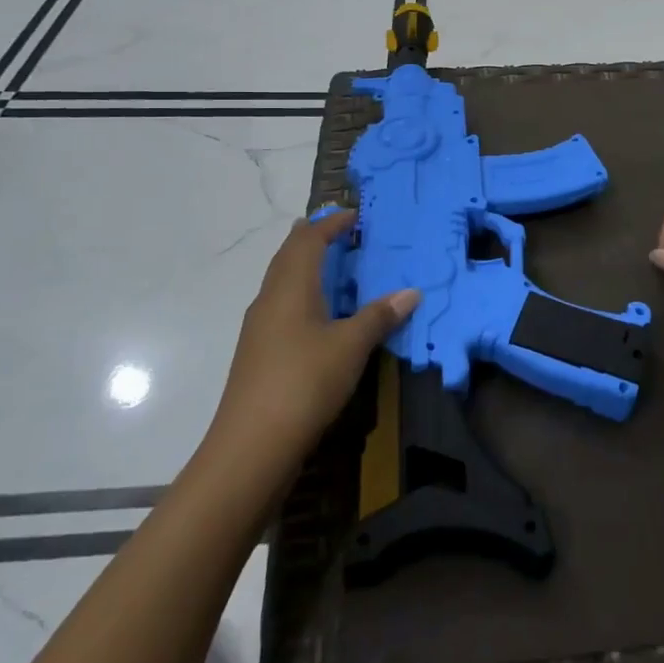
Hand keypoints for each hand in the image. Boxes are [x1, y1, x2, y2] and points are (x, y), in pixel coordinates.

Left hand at [212, 210, 419, 455]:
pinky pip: (281, 306)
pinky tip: (317, 315)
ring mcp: (259, 328)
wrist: (251, 446)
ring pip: (281, 282)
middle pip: (288, 256)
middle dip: (312, 239)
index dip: (330, 224)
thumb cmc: (304, 382)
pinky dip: (301, 294)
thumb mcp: (351, 346)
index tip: (353, 216)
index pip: (308, 240)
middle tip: (339, 232)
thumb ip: (380, 316)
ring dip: (305, 267)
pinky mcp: (258, 354)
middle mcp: (269, 299)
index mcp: (290, 287)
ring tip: (332, 267)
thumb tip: (411, 292)